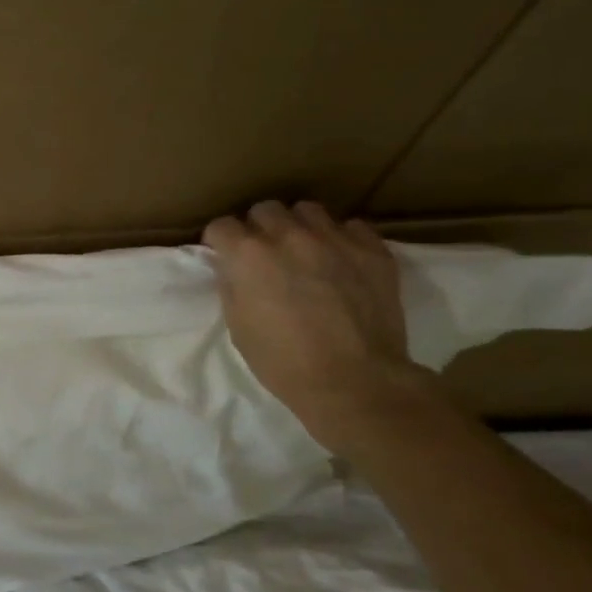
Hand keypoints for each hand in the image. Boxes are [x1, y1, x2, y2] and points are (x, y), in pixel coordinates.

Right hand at [201, 201, 437, 452]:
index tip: (224, 257)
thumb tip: (233, 269)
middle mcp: (288, 236)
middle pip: (264, 209)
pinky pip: (351, 227)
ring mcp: (334, 239)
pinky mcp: (372, 250)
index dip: (219, 242)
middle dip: (258, 228)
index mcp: (248, 256)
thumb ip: (232, 286)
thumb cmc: (283, 362)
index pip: (221, 226)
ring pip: (307, 210)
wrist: (354, 382)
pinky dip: (340, 239)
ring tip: (303, 251)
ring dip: (298, 226)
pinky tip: (340, 262)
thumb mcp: (238, 326)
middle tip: (263, 254)